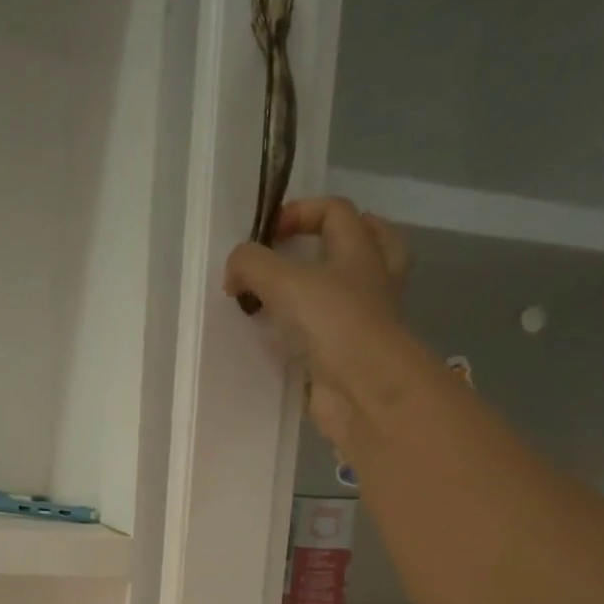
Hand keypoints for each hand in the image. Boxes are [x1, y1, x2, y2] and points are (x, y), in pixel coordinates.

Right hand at [223, 197, 412, 450]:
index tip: (265, 235)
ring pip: (349, 296)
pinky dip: (307, 337)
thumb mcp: (284, 281)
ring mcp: (363, 325)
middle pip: (369, 246)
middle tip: (305, 251)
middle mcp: (370, 283)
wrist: (364, 391)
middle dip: (338, 242)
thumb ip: (251, 265)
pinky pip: (328, 339)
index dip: (301, 212)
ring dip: (321, 293)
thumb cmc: (334, 323)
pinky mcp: (348, 360)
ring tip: (285, 299)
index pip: (336, 212)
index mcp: (360, 252)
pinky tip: (280, 342)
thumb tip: (234, 272)